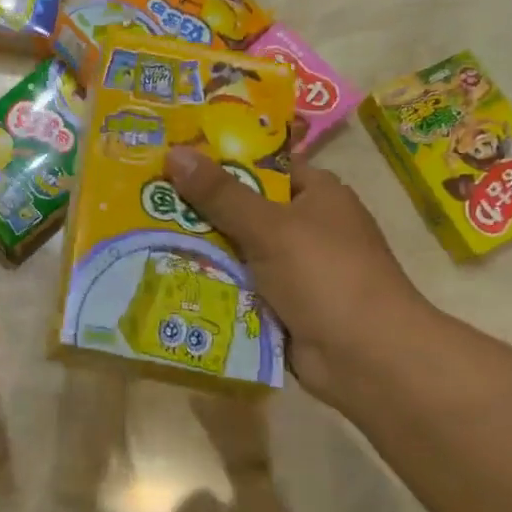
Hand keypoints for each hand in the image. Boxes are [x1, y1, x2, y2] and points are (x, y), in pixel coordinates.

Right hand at [163, 146, 435, 398]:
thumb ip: (220, 193)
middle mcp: (307, 226)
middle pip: (243, 209)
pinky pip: (240, 286)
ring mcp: (296, 269)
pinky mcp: (283, 305)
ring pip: (237, 251)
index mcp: (317, 194)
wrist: (368, 359)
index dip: (218, 161)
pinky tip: (167, 278)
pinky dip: (213, 285)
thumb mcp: (269, 227)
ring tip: (143, 237)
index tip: (171, 160)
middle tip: (143, 200)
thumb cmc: (326, 275)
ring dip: (201, 250)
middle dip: (199, 209)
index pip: (261, 166)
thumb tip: (174, 152)